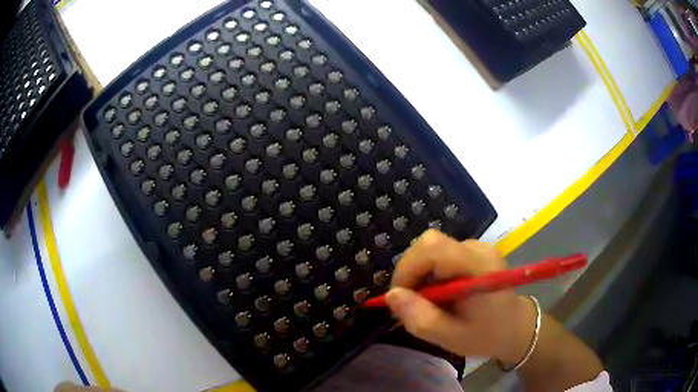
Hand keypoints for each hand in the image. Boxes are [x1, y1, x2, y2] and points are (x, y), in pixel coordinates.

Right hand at [385, 230, 536, 364]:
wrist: (516, 327)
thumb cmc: (487, 335)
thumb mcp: (451, 338)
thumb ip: (421, 319)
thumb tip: (391, 296)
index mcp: (478, 268)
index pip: (433, 247)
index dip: (408, 268)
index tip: (399, 297)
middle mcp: (478, 249)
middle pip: (430, 243)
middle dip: (411, 271)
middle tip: (410, 302)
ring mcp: (478, 247)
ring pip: (433, 249)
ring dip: (420, 274)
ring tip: (427, 302)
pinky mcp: (474, 251)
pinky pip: (441, 253)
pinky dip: (431, 273)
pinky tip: (440, 294)